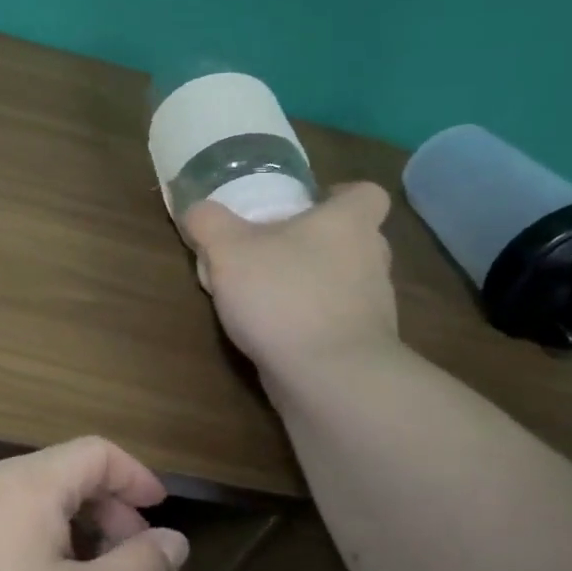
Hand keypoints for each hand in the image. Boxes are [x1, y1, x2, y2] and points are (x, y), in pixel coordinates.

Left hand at [0, 437, 188, 570]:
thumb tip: (173, 539)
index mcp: (25, 485)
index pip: (95, 453)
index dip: (136, 477)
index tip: (161, 513)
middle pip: (59, 476)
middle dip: (105, 511)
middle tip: (128, 564)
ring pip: (23, 505)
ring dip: (66, 533)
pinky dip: (26, 548)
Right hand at [183, 181, 400, 374]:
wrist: (328, 377)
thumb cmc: (283, 296)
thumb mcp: (228, 250)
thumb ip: (208, 223)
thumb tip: (197, 209)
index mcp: (349, 224)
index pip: (368, 194)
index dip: (342, 195)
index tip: (311, 205)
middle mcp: (371, 259)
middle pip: (355, 239)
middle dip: (319, 243)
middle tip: (276, 250)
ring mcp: (374, 306)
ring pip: (347, 283)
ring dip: (315, 285)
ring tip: (269, 297)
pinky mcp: (365, 346)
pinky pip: (338, 322)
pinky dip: (314, 323)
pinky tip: (278, 334)